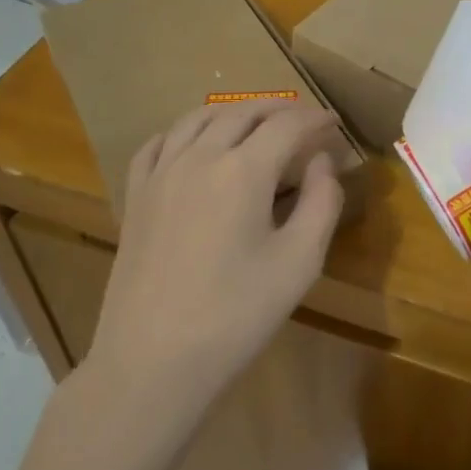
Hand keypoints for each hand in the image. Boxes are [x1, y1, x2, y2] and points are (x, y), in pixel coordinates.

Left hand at [83, 102, 346, 422]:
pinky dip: (186, 130)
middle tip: (304, 120)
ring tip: (256, 122)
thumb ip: (321, 202)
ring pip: (199, 118)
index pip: (286, 125)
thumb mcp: (300, 263)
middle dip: (279, 108)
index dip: (315, 119)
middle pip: (243, 112)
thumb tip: (322, 162)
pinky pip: (159, 143)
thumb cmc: (236, 315)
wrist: (153, 361)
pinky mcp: (135, 197)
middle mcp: (199, 157)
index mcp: (243, 171)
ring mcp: (160, 174)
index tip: (334, 123)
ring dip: (234, 112)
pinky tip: (195, 142)